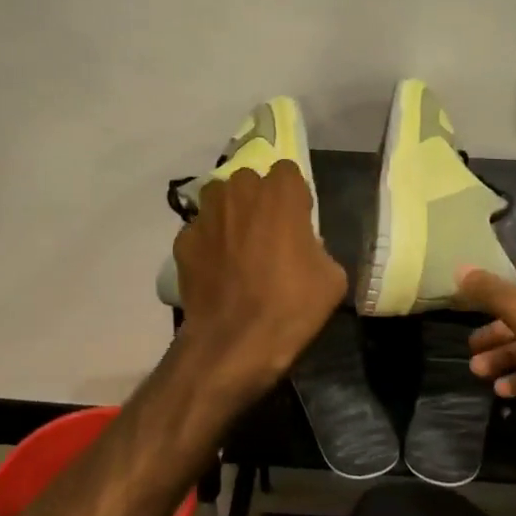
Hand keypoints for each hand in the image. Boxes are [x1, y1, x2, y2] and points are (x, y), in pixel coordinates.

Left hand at [173, 162, 346, 392]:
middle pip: (249, 181)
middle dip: (258, 200)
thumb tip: (304, 248)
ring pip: (218, 198)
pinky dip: (208, 244)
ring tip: (237, 246)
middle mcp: (239, 192)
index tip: (297, 221)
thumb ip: (318, 247)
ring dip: (229, 213)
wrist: (234, 343)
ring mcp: (206, 215)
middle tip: (267, 233)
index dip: (293, 196)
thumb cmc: (291, 306)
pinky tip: (216, 271)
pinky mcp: (183, 240)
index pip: (287, 172)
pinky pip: (199, 231)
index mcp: (280, 194)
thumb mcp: (332, 278)